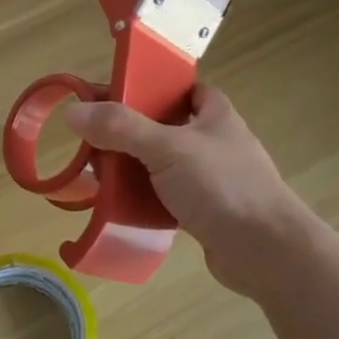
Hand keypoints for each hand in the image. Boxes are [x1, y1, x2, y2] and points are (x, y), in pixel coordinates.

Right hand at [63, 84, 312, 298]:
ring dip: (132, 169)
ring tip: (97, 175)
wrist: (265, 251)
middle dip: (128, 134)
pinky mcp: (203, 212)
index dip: (148, 87)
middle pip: (162, 127)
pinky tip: (118, 206)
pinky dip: (142, 199)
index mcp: (214, 115)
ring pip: (160, 165)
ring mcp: (209, 179)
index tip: (110, 96)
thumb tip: (73, 112)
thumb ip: (121, 128)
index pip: (180, 88)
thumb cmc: (222, 187)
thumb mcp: (167, 148)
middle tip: (93, 141)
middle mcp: (213, 142)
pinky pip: (163, 197)